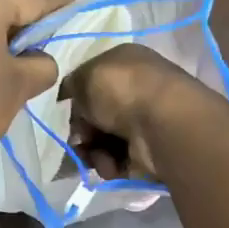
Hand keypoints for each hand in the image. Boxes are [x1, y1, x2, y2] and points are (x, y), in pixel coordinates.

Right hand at [61, 43, 207, 180]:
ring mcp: (145, 122)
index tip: (66, 112)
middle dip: (82, 131)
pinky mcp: (148, 152)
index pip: (93, 81)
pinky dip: (109, 164)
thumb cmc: (122, 90)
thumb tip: (72, 98)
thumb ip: (72, 85)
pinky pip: (118, 160)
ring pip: (103, 140)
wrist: (162, 125)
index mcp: (125, 63)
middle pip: (96, 115)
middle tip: (78, 140)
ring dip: (92, 151)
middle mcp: (137, 90)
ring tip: (94, 156)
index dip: (76, 99)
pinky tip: (110, 165)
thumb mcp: (86, 75)